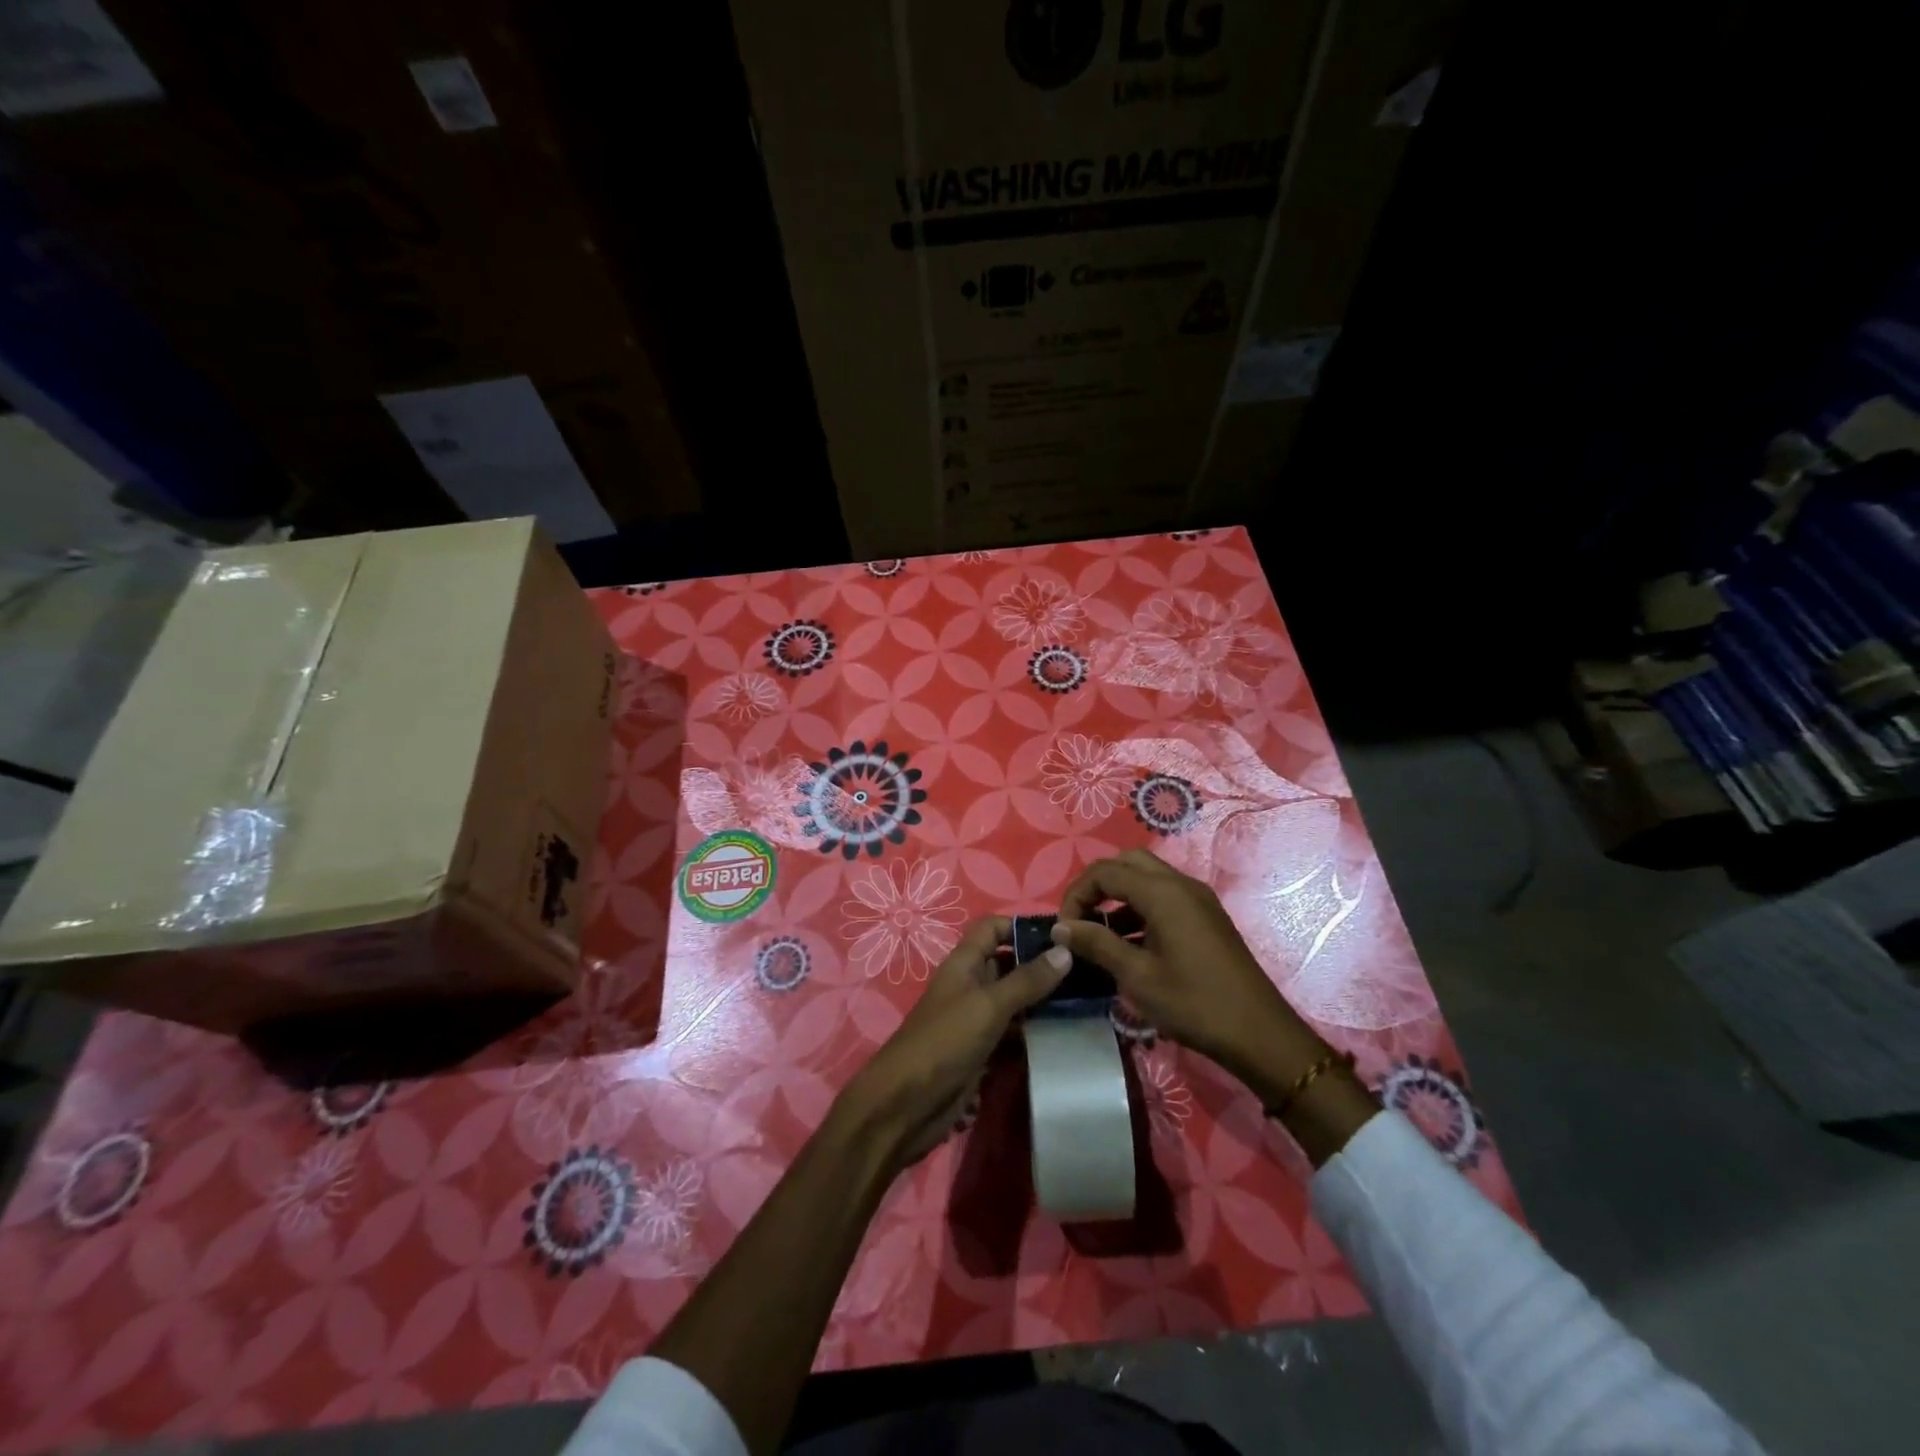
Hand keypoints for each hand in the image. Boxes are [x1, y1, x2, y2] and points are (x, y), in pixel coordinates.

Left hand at [836, 916, 1068, 1172]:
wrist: (906, 1104)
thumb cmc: (945, 1042)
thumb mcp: (988, 1005)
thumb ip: (1027, 980)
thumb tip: (1065, 950)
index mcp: (964, 963)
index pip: (993, 928)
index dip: (1023, 926)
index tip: (1063, 935)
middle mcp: (970, 985)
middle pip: (1008, 963)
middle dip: (1041, 964)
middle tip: (1087, 969)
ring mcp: (976, 1019)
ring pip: (1014, 999)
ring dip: (1042, 1000)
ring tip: (1086, 999)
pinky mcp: (983, 1050)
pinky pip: (1013, 1031)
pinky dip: (1035, 1030)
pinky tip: (1065, 1032)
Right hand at [1053, 850, 1322, 1092]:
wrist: (1260, 1034)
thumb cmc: (1194, 1004)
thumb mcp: (1137, 977)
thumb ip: (1096, 944)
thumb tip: (1060, 928)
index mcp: (1163, 893)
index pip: (1105, 871)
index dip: (1077, 894)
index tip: (1064, 928)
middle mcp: (1181, 885)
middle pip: (1127, 863)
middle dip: (1097, 885)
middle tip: (1080, 920)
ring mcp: (1197, 899)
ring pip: (1147, 878)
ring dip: (1118, 896)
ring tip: (1099, 935)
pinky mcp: (1206, 917)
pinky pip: (1164, 897)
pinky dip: (1139, 908)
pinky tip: (1129, 944)